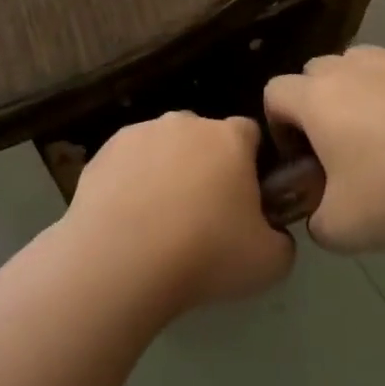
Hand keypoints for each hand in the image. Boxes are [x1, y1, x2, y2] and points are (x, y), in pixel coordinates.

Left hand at [64, 112, 294, 314]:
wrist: (121, 259)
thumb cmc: (205, 254)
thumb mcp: (270, 262)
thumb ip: (281, 239)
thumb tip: (271, 233)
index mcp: (229, 138)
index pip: (250, 134)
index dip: (252, 163)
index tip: (247, 198)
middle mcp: (184, 123)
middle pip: (203, 137)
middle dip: (206, 165)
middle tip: (203, 214)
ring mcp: (139, 133)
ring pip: (162, 147)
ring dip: (165, 171)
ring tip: (159, 221)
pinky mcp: (103, 152)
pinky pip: (127, 163)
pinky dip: (130, 182)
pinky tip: (127, 220)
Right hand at [263, 43, 384, 253]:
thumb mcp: (342, 230)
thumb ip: (315, 220)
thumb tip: (320, 214)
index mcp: (316, 99)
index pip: (274, 93)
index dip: (279, 124)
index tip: (302, 158)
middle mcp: (350, 68)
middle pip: (315, 71)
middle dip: (317, 102)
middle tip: (341, 146)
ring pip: (360, 63)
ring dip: (360, 88)